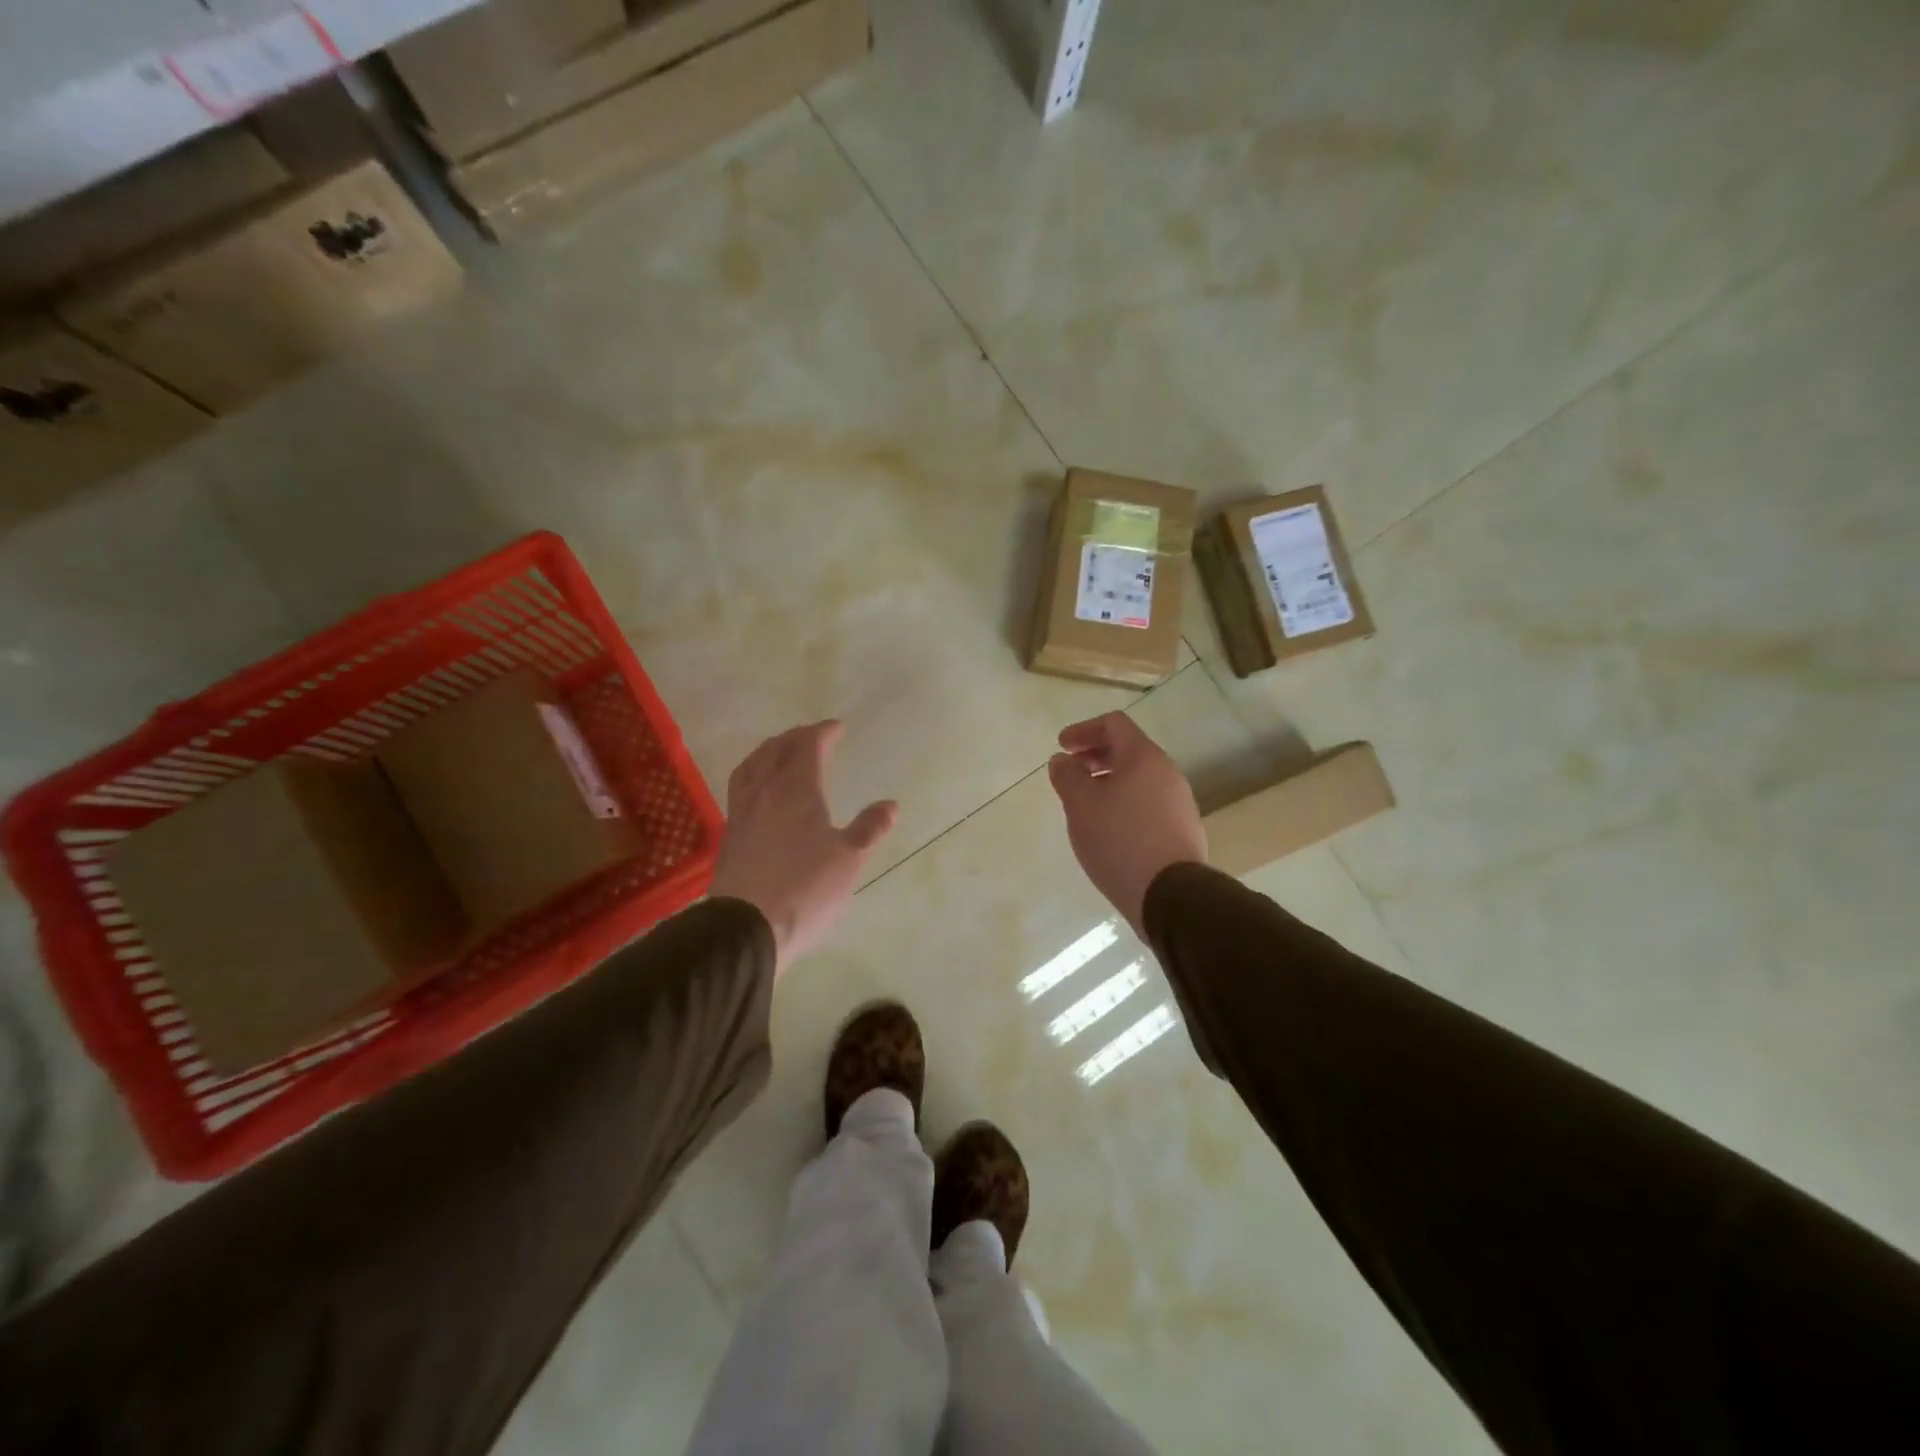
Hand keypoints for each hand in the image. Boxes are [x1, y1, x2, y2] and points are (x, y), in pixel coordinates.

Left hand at [709, 720, 897, 978]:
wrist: (746, 928)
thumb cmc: (806, 889)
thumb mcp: (849, 860)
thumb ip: (869, 828)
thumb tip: (890, 805)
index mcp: (796, 790)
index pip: (808, 747)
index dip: (823, 733)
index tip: (837, 728)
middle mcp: (765, 792)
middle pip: (776, 750)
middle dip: (795, 737)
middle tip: (812, 736)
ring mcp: (742, 813)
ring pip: (751, 766)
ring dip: (768, 751)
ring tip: (779, 752)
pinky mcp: (729, 835)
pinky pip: (740, 788)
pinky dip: (753, 774)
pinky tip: (760, 791)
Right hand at [1047, 712, 1206, 934]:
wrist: (1170, 894)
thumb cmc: (1119, 840)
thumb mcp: (1081, 805)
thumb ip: (1067, 776)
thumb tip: (1062, 760)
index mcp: (1144, 757)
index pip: (1114, 724)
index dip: (1083, 730)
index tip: (1062, 746)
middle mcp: (1167, 773)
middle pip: (1129, 750)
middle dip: (1095, 755)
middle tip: (1071, 770)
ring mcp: (1180, 802)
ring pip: (1139, 778)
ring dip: (1109, 781)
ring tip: (1086, 803)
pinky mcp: (1183, 830)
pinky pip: (1149, 803)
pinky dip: (1124, 802)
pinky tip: (1109, 828)